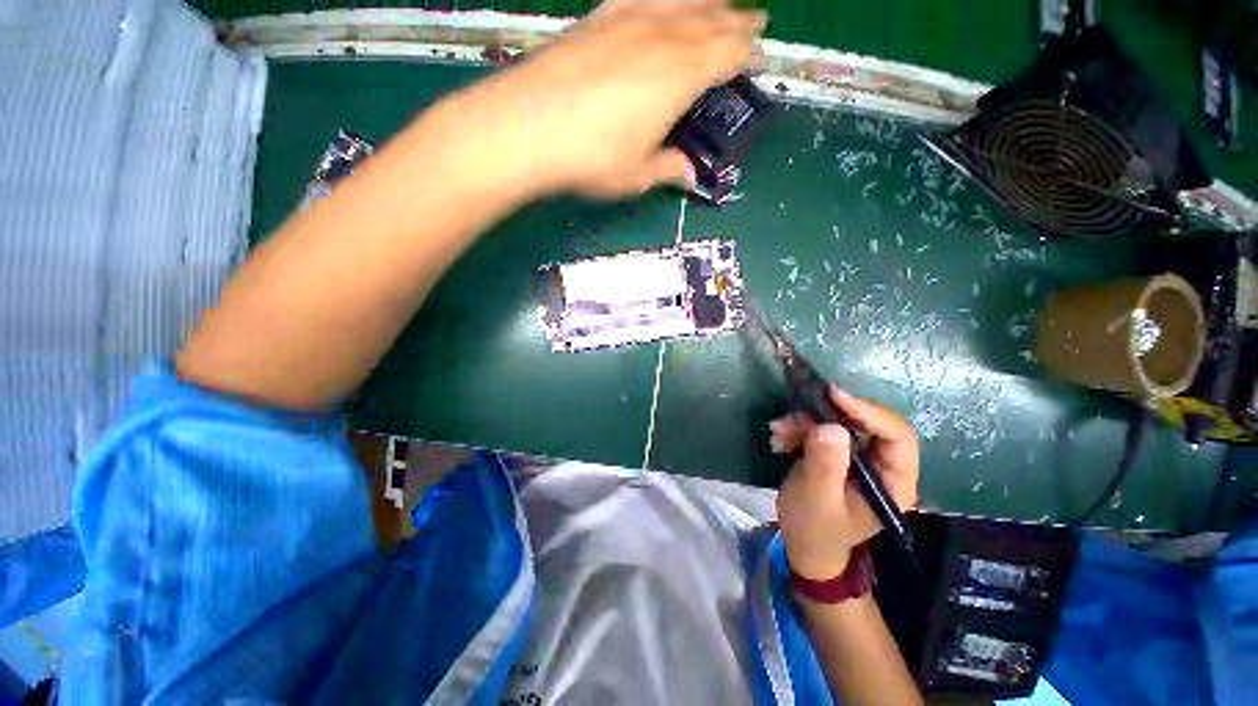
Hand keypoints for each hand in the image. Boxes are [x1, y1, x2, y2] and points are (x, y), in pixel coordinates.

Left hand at [458, 0, 765, 198]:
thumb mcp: (637, 176)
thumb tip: (685, 172)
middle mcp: (661, 37)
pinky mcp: (598, 18)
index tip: (757, 55)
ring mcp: (628, 20)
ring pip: (680, 0)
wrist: (527, 127)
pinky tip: (663, 1)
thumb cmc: (589, 158)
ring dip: (707, 0)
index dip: (747, 54)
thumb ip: (667, 168)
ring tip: (721, 1)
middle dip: (736, 20)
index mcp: (679, 77)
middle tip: (754, 18)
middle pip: (711, 19)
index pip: (728, 54)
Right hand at [771, 388, 919, 580]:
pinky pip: (821, 429)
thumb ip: (825, 465)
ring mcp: (858, 459)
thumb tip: (831, 426)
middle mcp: (882, 466)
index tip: (834, 397)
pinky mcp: (837, 454)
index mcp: (894, 482)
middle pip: (866, 424)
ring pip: (839, 423)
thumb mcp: (817, 498)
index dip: (869, 412)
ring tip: (778, 430)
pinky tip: (778, 438)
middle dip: (827, 415)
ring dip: (806, 421)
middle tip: (797, 411)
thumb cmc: (815, 529)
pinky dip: (798, 428)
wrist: (803, 545)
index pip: (897, 437)